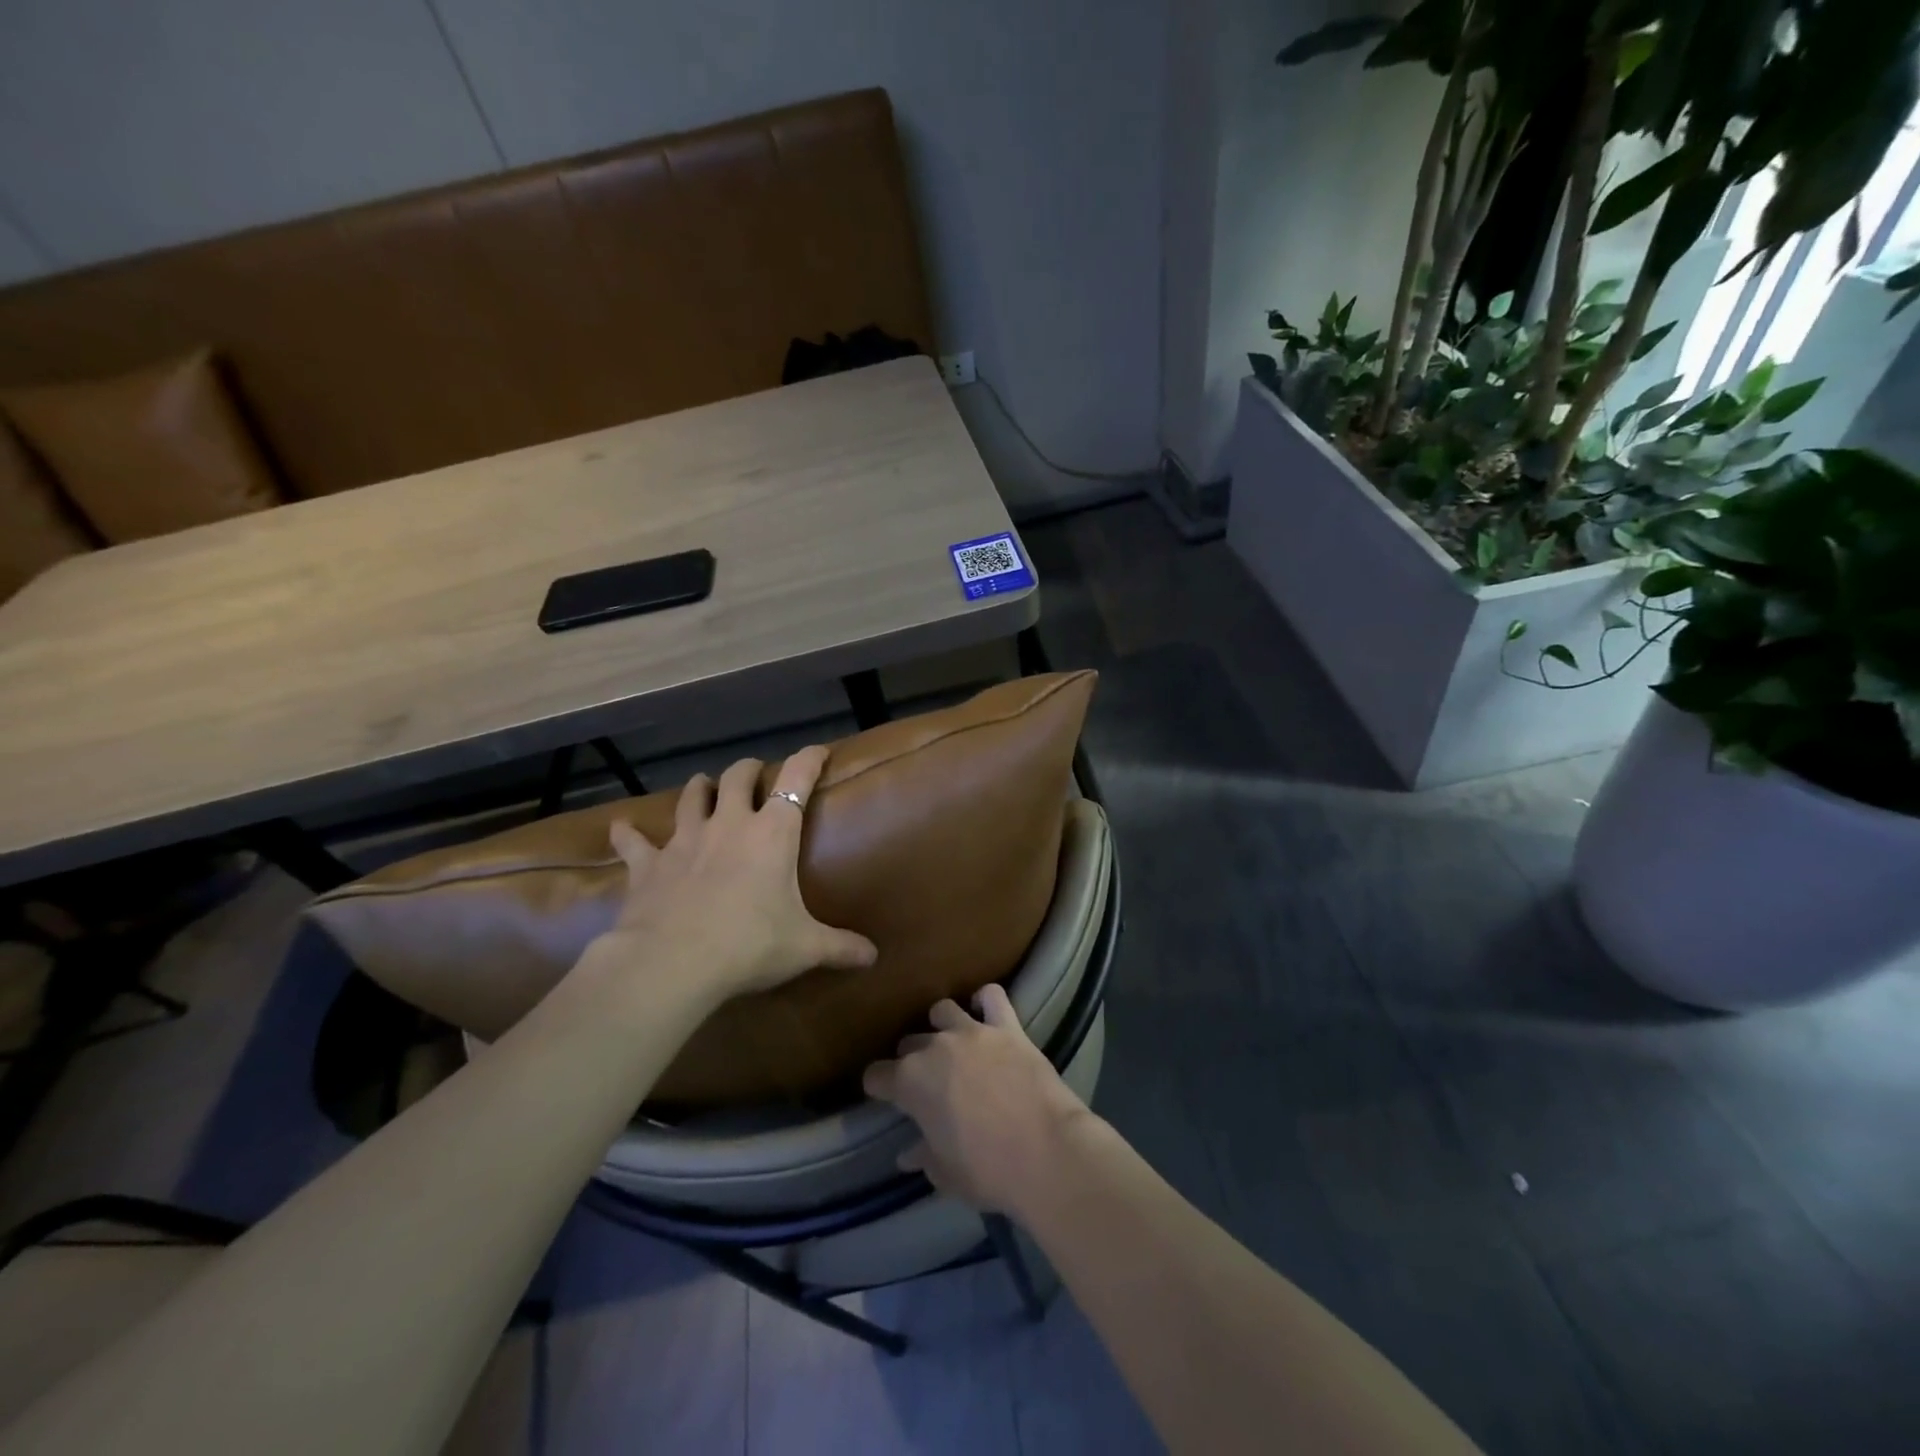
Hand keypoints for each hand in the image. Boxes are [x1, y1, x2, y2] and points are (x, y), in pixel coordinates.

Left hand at [588, 746, 876, 1007]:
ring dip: (700, 789)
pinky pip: (634, 842)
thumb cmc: (749, 945)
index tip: (817, 751)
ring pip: (692, 797)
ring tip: (704, 787)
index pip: (796, 780)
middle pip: (739, 777)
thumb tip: (873, 957)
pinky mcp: (648, 864)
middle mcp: (730, 825)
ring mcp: (685, 840)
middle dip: (749, 769)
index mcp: (772, 834)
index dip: (809, 759)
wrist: (672, 963)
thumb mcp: (804, 947)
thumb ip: (840, 947)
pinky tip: (622, 828)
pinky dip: (629, 834)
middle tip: (755, 774)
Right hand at [862, 984, 1096, 1215]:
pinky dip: (986, 1001)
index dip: (879, 1087)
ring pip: (943, 1011)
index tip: (886, 1098)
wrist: (1046, 1152)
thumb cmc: (987, 1171)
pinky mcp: (1007, 1026)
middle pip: (909, 1042)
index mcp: (911, 1082)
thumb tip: (908, 1153)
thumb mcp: (945, 1174)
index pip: (876, 1075)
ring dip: (942, 1027)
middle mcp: (935, 1047)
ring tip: (953, 1047)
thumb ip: (923, 1155)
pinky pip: (992, 996)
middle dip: (912, 1060)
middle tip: (927, 1083)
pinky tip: (987, 1015)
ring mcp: (972, 1031)